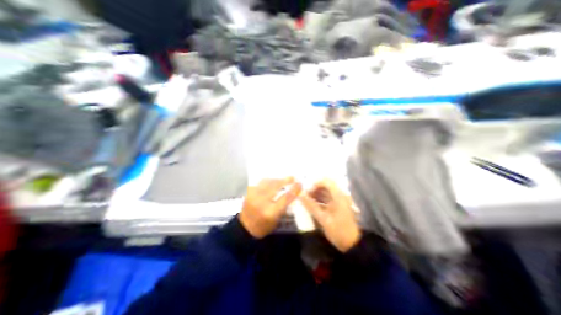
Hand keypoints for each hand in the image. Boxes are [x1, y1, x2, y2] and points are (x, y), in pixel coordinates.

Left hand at [239, 177, 301, 238]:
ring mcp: (253, 196)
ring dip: (276, 180)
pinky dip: (268, 181)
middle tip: (292, 177)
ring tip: (281, 179)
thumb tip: (291, 193)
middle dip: (285, 180)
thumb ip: (284, 205)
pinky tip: (271, 182)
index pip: (285, 198)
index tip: (299, 183)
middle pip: (276, 186)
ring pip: (268, 182)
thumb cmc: (264, 226)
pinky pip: (260, 183)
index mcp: (271, 212)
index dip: (294, 189)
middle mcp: (262, 202)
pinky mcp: (248, 192)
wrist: (245, 227)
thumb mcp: (277, 219)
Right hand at [300, 181, 361, 251]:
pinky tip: (310, 204)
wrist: (352, 245)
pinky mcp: (337, 206)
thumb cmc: (339, 231)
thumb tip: (300, 195)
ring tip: (305, 199)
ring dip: (315, 194)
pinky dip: (318, 200)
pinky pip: (326, 199)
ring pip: (325, 192)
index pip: (326, 182)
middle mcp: (339, 196)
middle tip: (303, 195)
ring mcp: (338, 201)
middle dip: (313, 189)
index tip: (306, 191)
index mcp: (339, 196)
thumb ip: (311, 206)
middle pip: (325, 186)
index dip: (315, 183)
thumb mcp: (323, 219)